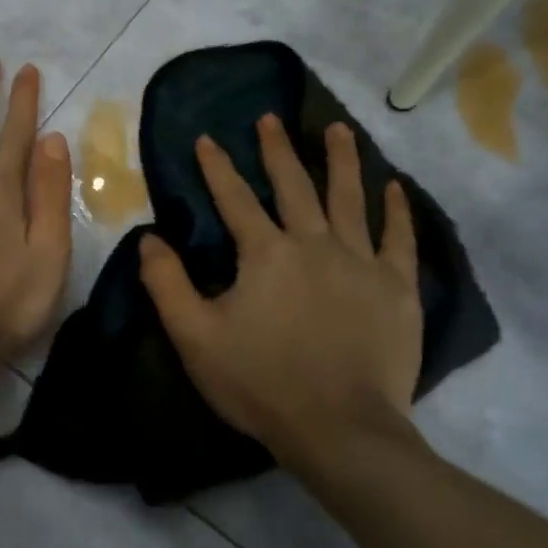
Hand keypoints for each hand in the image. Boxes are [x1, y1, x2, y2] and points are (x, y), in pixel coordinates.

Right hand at [137, 113, 424, 471]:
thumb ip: (166, 283)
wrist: (340, 429)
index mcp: (265, 254)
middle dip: (277, 150)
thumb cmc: (261, 383)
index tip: (206, 138)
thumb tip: (148, 238)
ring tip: (338, 128)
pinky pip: (399, 239)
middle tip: (270, 118)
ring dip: (342, 160)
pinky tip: (395, 187)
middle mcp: (315, 244)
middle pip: (294, 185)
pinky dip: (397, 210)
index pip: (234, 199)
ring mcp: (361, 263)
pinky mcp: (397, 288)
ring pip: (350, 198)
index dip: (217, 167)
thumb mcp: (195, 337)